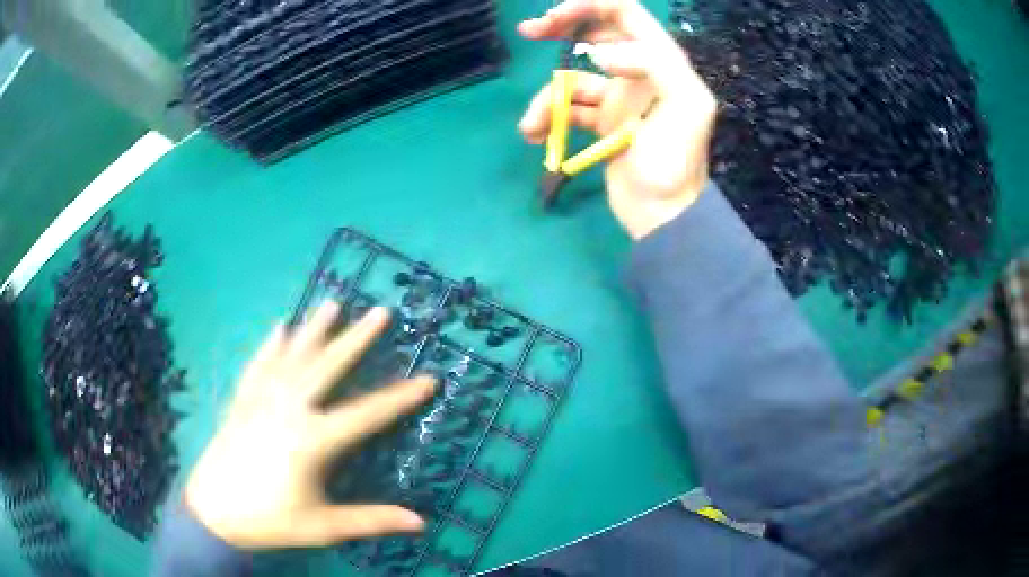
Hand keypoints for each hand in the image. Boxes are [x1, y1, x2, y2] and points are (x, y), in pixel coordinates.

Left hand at [184, 303, 435, 548]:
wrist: (213, 511)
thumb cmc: (271, 520)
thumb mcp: (324, 527)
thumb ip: (371, 520)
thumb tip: (420, 522)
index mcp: (312, 440)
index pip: (367, 414)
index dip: (400, 398)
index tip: (429, 378)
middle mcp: (288, 409)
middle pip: (328, 368)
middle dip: (356, 339)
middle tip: (380, 312)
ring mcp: (261, 400)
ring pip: (292, 357)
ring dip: (314, 330)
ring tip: (332, 304)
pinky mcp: (242, 401)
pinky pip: (259, 365)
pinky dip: (270, 345)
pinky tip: (279, 327)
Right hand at [518, 0, 716, 239]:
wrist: (663, 216)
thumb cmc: (675, 163)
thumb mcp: (686, 107)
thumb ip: (654, 64)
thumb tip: (600, 53)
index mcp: (661, 61)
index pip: (624, 13)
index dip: (589, 6)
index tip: (554, 19)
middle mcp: (639, 72)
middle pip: (596, 33)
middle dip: (561, 28)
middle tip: (529, 32)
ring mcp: (619, 97)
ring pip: (573, 78)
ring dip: (548, 97)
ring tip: (533, 125)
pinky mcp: (603, 122)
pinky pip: (569, 108)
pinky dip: (550, 118)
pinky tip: (535, 135)